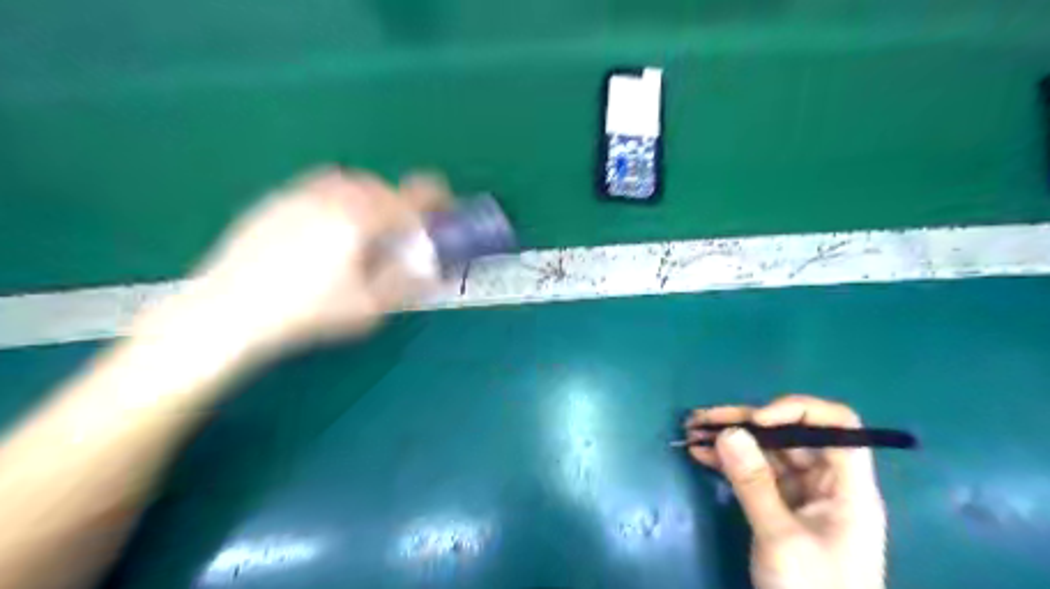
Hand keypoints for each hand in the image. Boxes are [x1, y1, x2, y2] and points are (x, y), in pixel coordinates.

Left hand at [167, 169, 446, 355]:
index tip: (445, 207)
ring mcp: (299, 194)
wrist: (230, 310)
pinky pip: (316, 188)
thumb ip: (407, 284)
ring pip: (347, 182)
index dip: (436, 199)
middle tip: (398, 232)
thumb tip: (435, 271)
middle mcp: (333, 196)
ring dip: (366, 199)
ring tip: (362, 230)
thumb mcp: (370, 307)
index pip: (412, 198)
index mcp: (361, 218)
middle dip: (397, 205)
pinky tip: (323, 232)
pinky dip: (334, 200)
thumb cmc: (309, 312)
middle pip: (380, 187)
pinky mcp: (273, 201)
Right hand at [691, 393, 884, 588]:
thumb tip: (728, 431)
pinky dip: (727, 462)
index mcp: (847, 487)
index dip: (798, 411)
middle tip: (702, 419)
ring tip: (691, 431)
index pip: (837, 426)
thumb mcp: (780, 537)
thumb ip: (753, 482)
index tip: (757, 420)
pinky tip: (700, 454)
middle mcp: (826, 483)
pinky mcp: (780, 508)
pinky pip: (753, 474)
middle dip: (744, 423)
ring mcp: (801, 496)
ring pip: (766, 452)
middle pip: (789, 435)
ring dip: (729, 439)